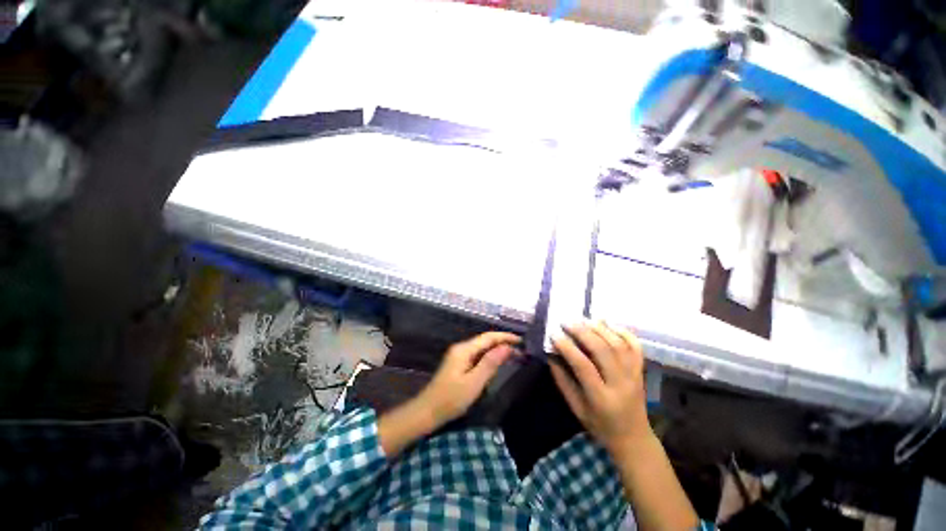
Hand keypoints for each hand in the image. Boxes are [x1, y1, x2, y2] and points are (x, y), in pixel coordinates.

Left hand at [416, 331, 521, 427]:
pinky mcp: (458, 365)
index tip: (521, 341)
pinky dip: (489, 358)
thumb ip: (490, 363)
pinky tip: (496, 364)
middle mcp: (461, 348)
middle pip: (485, 341)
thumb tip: (506, 347)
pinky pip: (477, 356)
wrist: (427, 412)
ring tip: (513, 355)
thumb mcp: (474, 382)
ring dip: (497, 350)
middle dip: (502, 343)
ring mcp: (458, 356)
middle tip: (520, 350)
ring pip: (482, 349)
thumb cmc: (450, 399)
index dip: (505, 337)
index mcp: (464, 350)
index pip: (488, 337)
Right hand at [550, 321, 650, 453]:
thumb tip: (551, 355)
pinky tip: (607, 324)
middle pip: (603, 350)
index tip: (554, 335)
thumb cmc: (600, 425)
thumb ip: (562, 381)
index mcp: (602, 398)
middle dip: (582, 332)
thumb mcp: (576, 408)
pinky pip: (635, 346)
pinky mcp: (641, 370)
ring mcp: (634, 375)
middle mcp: (621, 384)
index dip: (567, 348)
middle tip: (566, 322)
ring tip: (583, 320)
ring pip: (619, 344)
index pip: (584, 366)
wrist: (633, 437)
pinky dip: (622, 331)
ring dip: (600, 328)